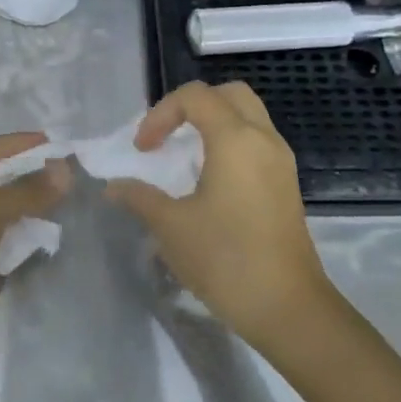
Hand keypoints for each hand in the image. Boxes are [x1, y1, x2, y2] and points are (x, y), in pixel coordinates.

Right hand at [105, 81, 334, 349]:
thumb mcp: (171, 227)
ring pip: (248, 117)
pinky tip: (209, 180)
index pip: (195, 96)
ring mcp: (281, 162)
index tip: (143, 150)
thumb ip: (139, 197)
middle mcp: (264, 140)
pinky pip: (257, 143)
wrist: (287, 307)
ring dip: (213, 124)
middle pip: (229, 94)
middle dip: (192, 107)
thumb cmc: (225, 260)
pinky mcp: (286, 185)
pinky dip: (230, 144)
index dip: (161, 113)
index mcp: (236, 140)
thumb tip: (113, 186)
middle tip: (167, 137)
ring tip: (183, 157)